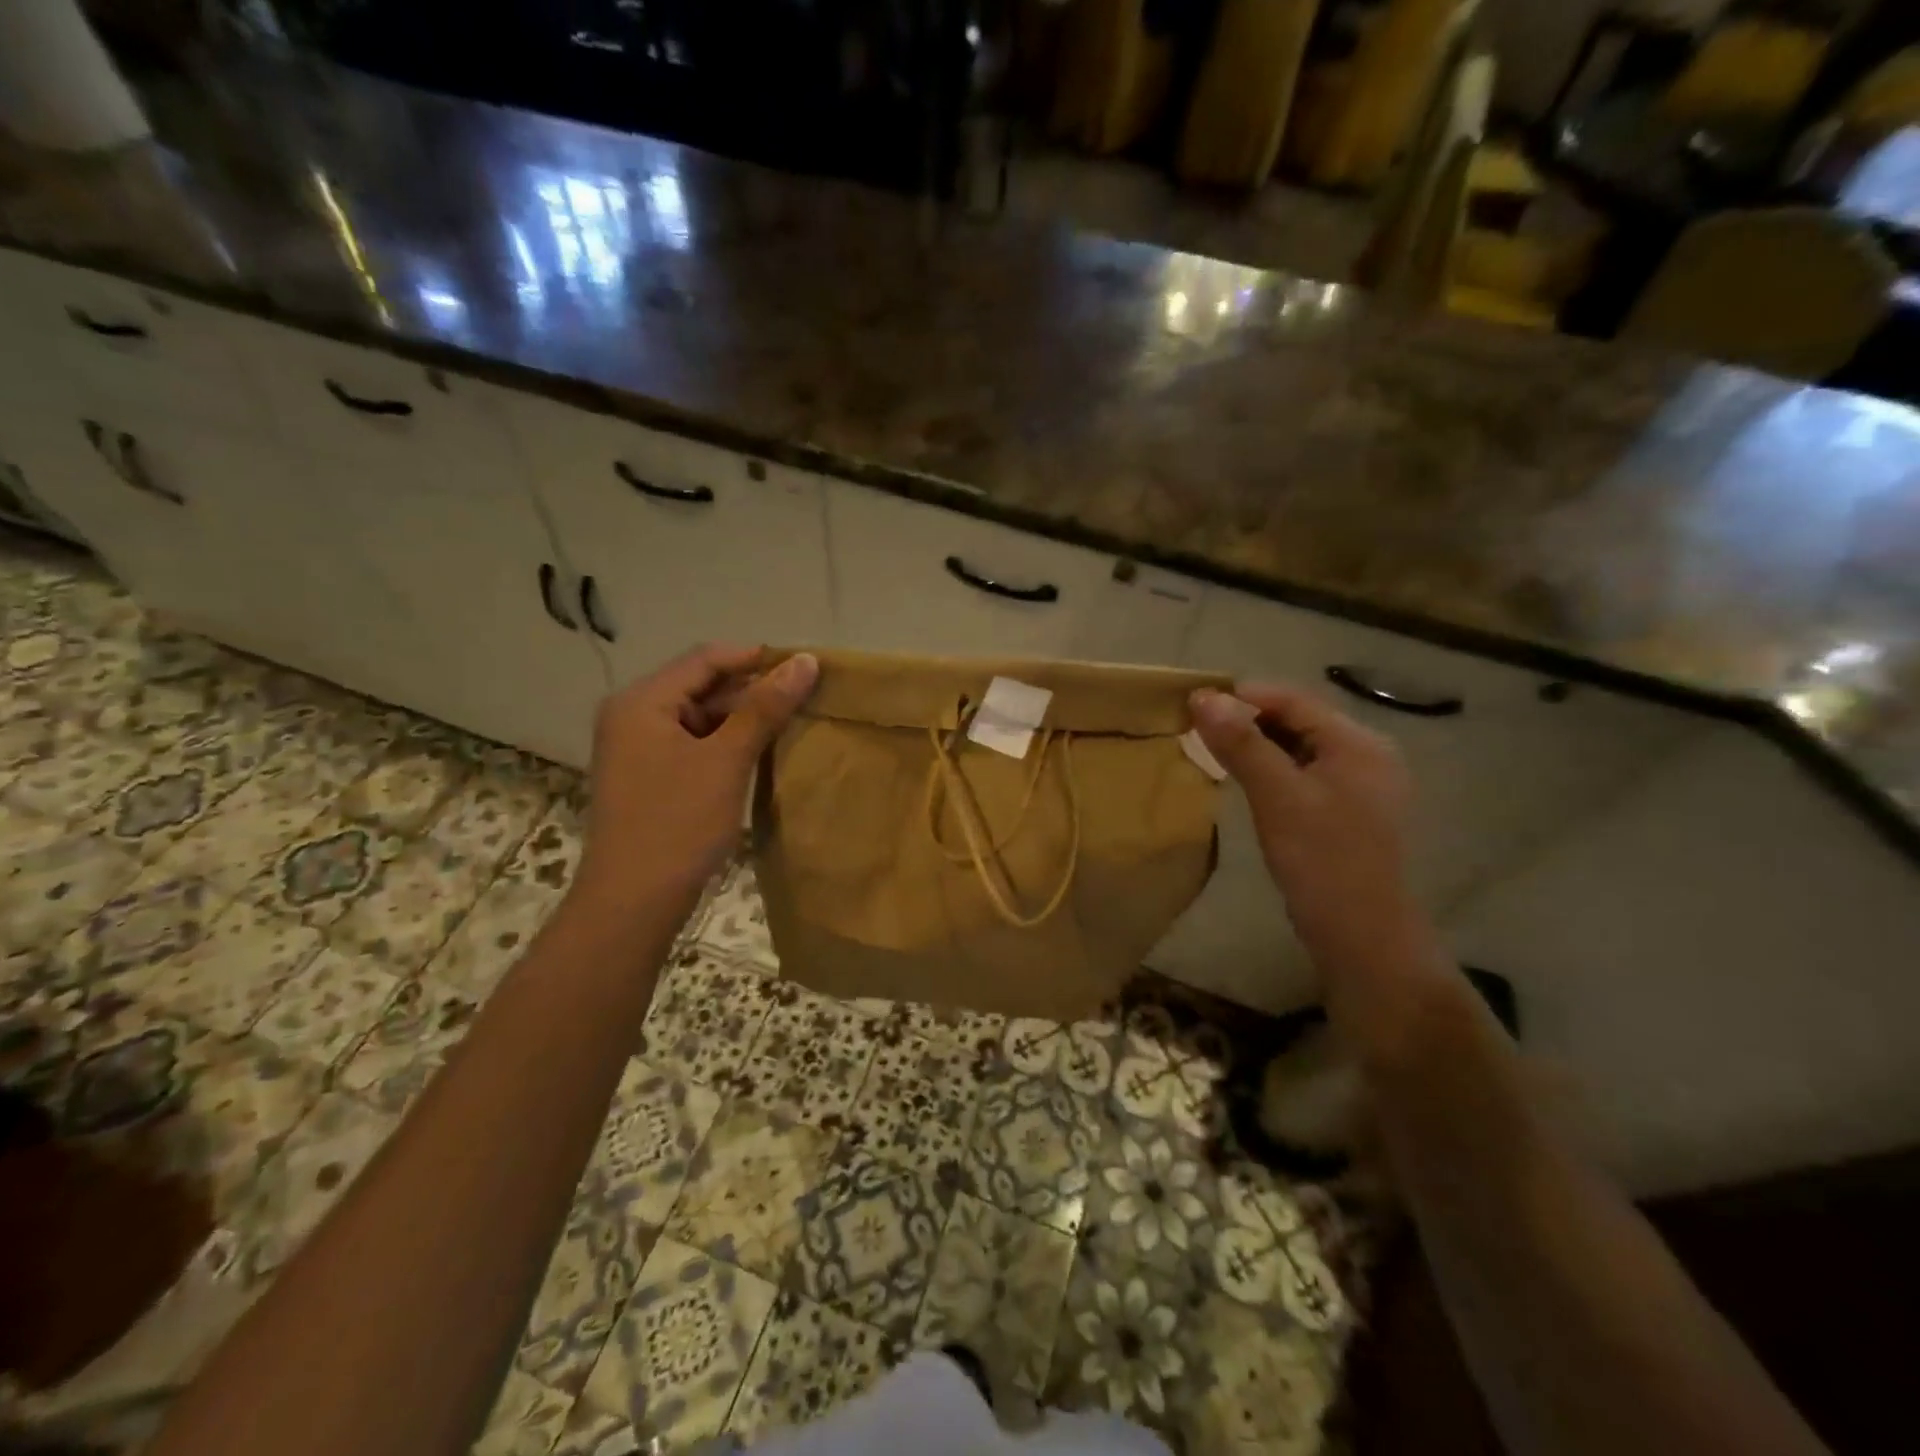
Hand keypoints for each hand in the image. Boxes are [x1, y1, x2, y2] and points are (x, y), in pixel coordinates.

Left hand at [573, 644, 817, 914]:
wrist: (633, 903)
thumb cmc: (677, 824)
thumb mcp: (726, 760)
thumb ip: (765, 707)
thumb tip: (806, 661)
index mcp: (642, 702)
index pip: (705, 659)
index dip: (756, 658)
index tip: (804, 667)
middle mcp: (633, 716)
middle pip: (701, 687)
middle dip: (751, 691)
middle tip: (804, 699)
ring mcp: (638, 749)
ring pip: (700, 718)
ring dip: (742, 719)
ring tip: (791, 725)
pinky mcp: (649, 777)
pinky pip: (693, 745)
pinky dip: (726, 745)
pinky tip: (760, 755)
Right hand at [1190, 682, 1420, 972]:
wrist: (1362, 937)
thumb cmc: (1321, 861)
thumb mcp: (1277, 797)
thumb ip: (1242, 744)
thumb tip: (1204, 697)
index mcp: (1359, 744)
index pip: (1295, 700)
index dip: (1244, 696)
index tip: (1194, 703)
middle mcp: (1366, 755)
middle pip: (1298, 721)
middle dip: (1248, 720)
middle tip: (1197, 729)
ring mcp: (1359, 785)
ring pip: (1299, 748)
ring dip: (1257, 745)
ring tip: (1213, 751)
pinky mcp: (1347, 811)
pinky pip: (1303, 774)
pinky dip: (1271, 770)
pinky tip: (1245, 781)